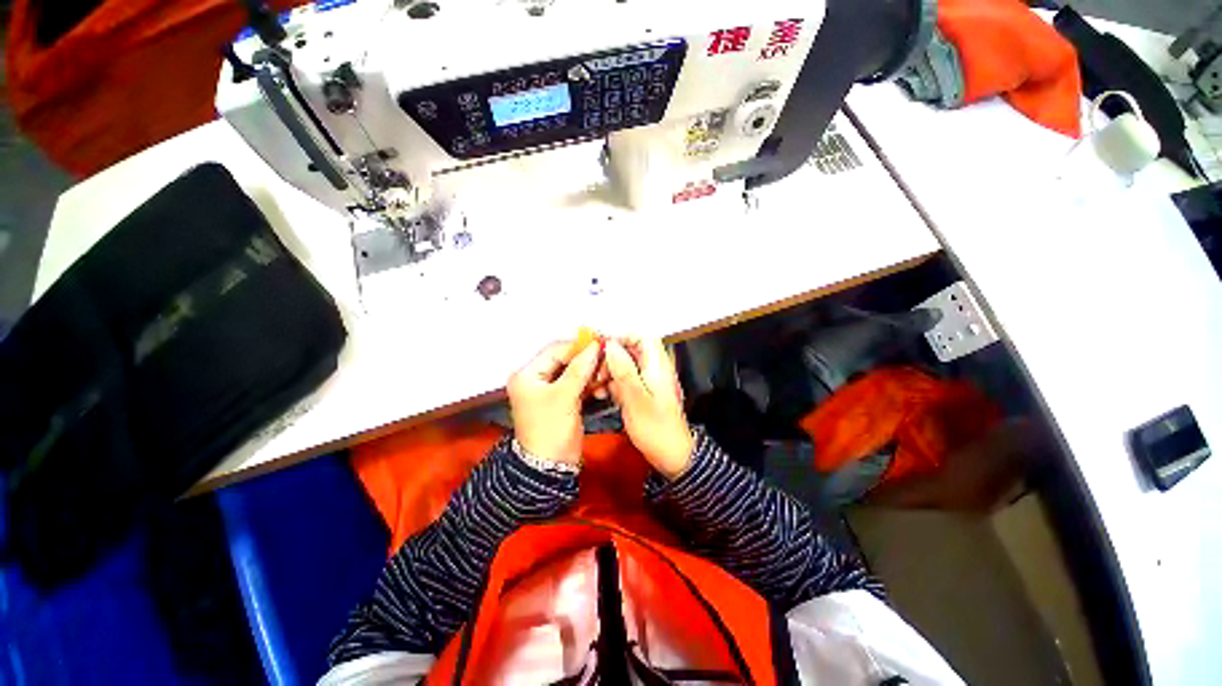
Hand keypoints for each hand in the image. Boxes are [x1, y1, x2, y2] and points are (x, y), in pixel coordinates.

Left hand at [507, 341, 601, 464]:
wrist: (551, 468)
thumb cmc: (550, 432)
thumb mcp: (564, 397)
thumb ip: (579, 369)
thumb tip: (594, 346)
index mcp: (527, 375)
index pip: (555, 351)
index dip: (578, 346)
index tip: (600, 343)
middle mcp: (536, 379)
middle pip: (565, 360)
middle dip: (587, 361)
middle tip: (606, 361)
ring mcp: (549, 389)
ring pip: (574, 371)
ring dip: (591, 373)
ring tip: (605, 377)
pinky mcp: (562, 399)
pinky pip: (577, 383)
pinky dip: (590, 384)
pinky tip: (602, 389)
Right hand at [604, 337, 694, 478]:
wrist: (672, 456)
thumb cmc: (656, 427)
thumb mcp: (636, 399)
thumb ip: (623, 370)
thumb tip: (610, 345)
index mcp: (656, 365)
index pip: (642, 337)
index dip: (622, 337)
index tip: (602, 347)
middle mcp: (653, 369)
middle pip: (630, 350)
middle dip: (610, 356)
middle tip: (596, 371)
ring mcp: (647, 381)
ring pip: (625, 365)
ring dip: (608, 371)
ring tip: (595, 384)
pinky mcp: (642, 393)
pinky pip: (624, 380)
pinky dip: (612, 384)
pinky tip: (600, 394)